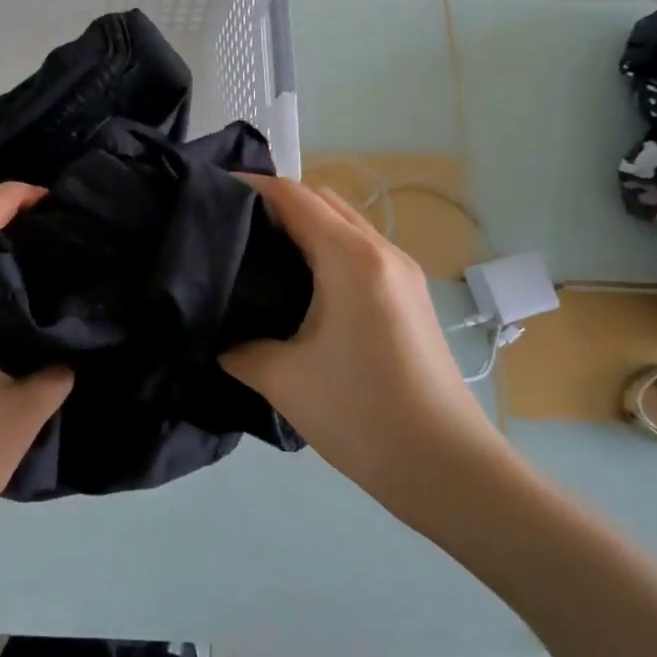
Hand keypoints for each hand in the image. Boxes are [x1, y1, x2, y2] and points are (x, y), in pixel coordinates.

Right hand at [222, 175, 518, 545]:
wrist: (448, 469)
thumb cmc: (362, 414)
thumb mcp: (282, 379)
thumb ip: (238, 347)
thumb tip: (217, 337)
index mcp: (351, 258)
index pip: (293, 196)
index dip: (250, 188)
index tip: (209, 197)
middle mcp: (381, 252)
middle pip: (323, 201)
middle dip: (276, 202)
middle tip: (229, 226)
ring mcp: (402, 275)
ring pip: (344, 226)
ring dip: (304, 225)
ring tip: (258, 253)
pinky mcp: (410, 298)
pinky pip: (359, 252)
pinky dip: (325, 249)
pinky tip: (298, 285)